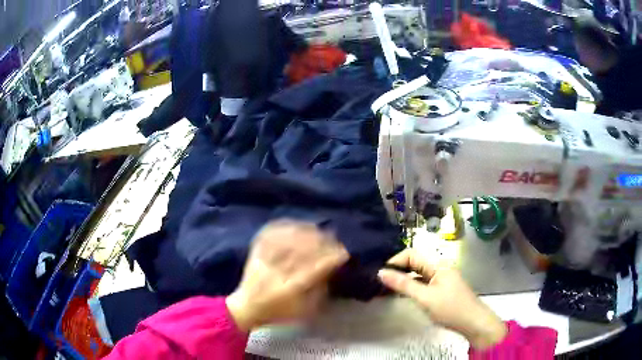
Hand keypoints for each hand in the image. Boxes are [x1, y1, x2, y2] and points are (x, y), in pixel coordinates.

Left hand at [226, 220, 348, 331]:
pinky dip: (284, 227)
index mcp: (289, 288)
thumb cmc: (278, 312)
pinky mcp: (256, 253)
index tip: (344, 251)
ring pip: (287, 239)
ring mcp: (264, 260)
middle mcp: (276, 271)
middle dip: (321, 242)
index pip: (314, 269)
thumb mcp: (304, 310)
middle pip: (301, 251)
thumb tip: (330, 270)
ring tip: (318, 230)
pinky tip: (296, 224)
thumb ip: (318, 292)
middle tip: (334, 238)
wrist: (246, 307)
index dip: (330, 258)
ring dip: (305, 232)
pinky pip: (270, 234)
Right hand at [377, 249, 506, 349]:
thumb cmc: (450, 308)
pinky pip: (424, 282)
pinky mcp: (442, 288)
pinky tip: (404, 294)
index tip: (380, 274)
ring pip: (419, 273)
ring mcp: (442, 278)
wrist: (473, 322)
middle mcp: (440, 267)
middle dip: (398, 269)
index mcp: (438, 264)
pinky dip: (412, 286)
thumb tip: (381, 272)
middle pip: (415, 262)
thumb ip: (403, 284)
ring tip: (388, 288)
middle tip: (381, 282)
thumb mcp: (425, 297)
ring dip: (404, 278)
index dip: (395, 261)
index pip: (412, 254)